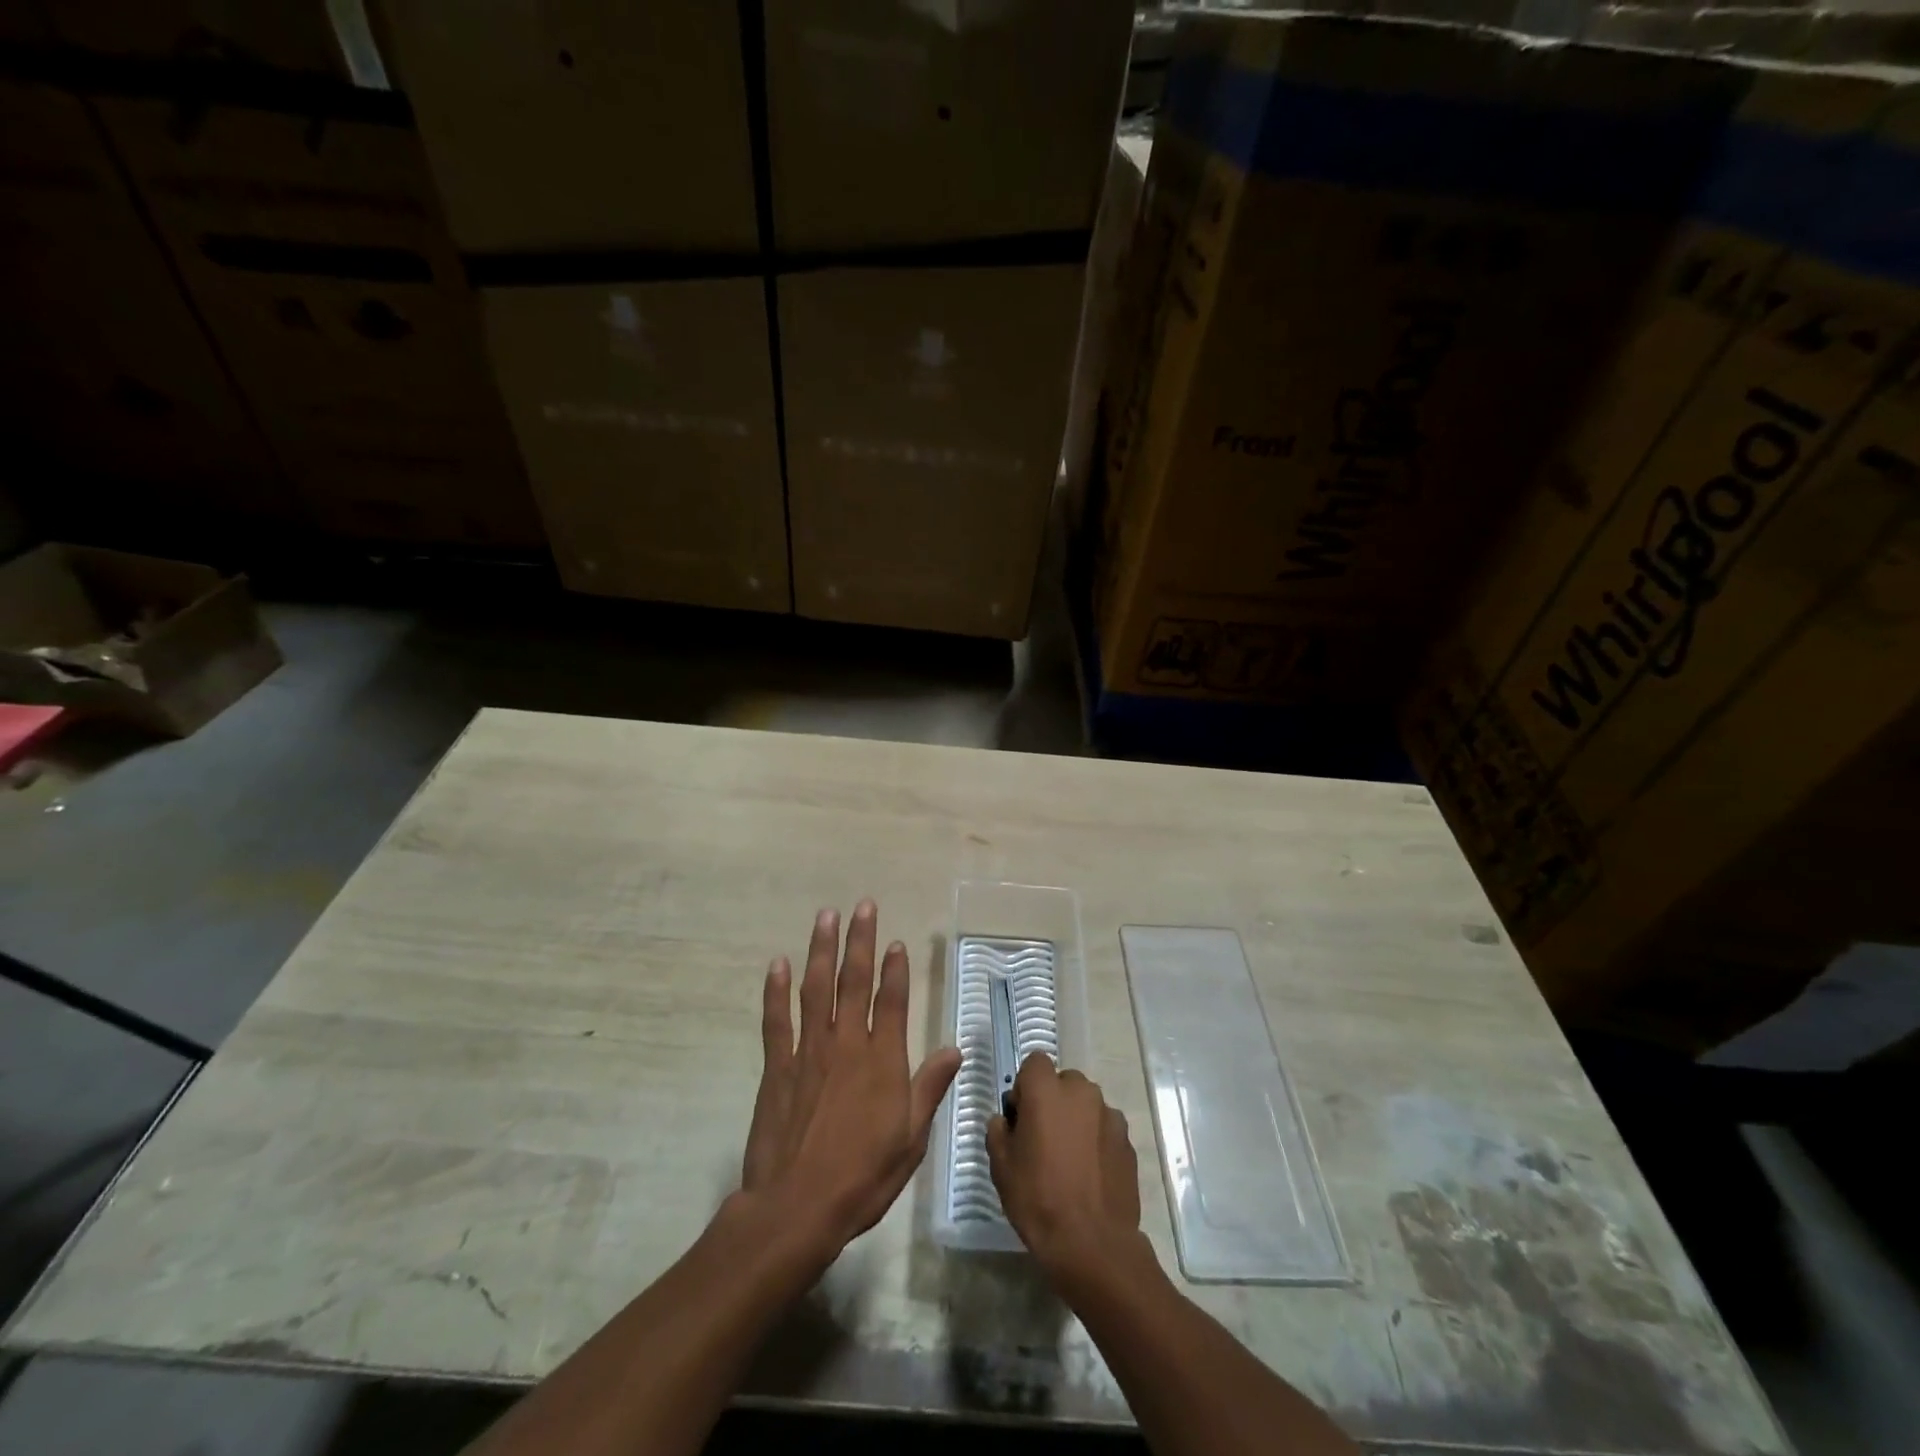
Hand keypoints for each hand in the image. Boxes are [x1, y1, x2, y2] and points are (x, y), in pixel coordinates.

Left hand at [740, 900, 961, 1256]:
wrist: (797, 1207)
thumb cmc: (863, 1176)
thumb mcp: (911, 1139)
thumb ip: (929, 1088)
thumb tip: (955, 1048)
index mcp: (882, 1061)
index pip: (892, 1002)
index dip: (896, 969)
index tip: (896, 941)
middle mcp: (846, 1045)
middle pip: (854, 982)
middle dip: (860, 941)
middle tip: (863, 906)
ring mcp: (809, 1052)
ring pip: (816, 989)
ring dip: (821, 950)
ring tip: (825, 917)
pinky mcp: (778, 1067)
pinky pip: (777, 1020)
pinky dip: (776, 991)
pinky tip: (778, 964)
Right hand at [987, 1055, 1142, 1280]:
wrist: (1092, 1244)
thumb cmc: (1038, 1199)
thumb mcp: (1001, 1166)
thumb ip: (999, 1130)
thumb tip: (1006, 1120)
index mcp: (1047, 1090)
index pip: (1035, 1063)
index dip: (1026, 1086)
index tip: (1021, 1117)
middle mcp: (1082, 1092)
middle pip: (1064, 1082)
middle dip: (1053, 1101)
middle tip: (1043, 1138)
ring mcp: (1109, 1115)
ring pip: (1086, 1105)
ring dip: (1076, 1119)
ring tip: (1069, 1159)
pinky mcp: (1128, 1141)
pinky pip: (1105, 1129)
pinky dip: (1096, 1140)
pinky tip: (1089, 1174)